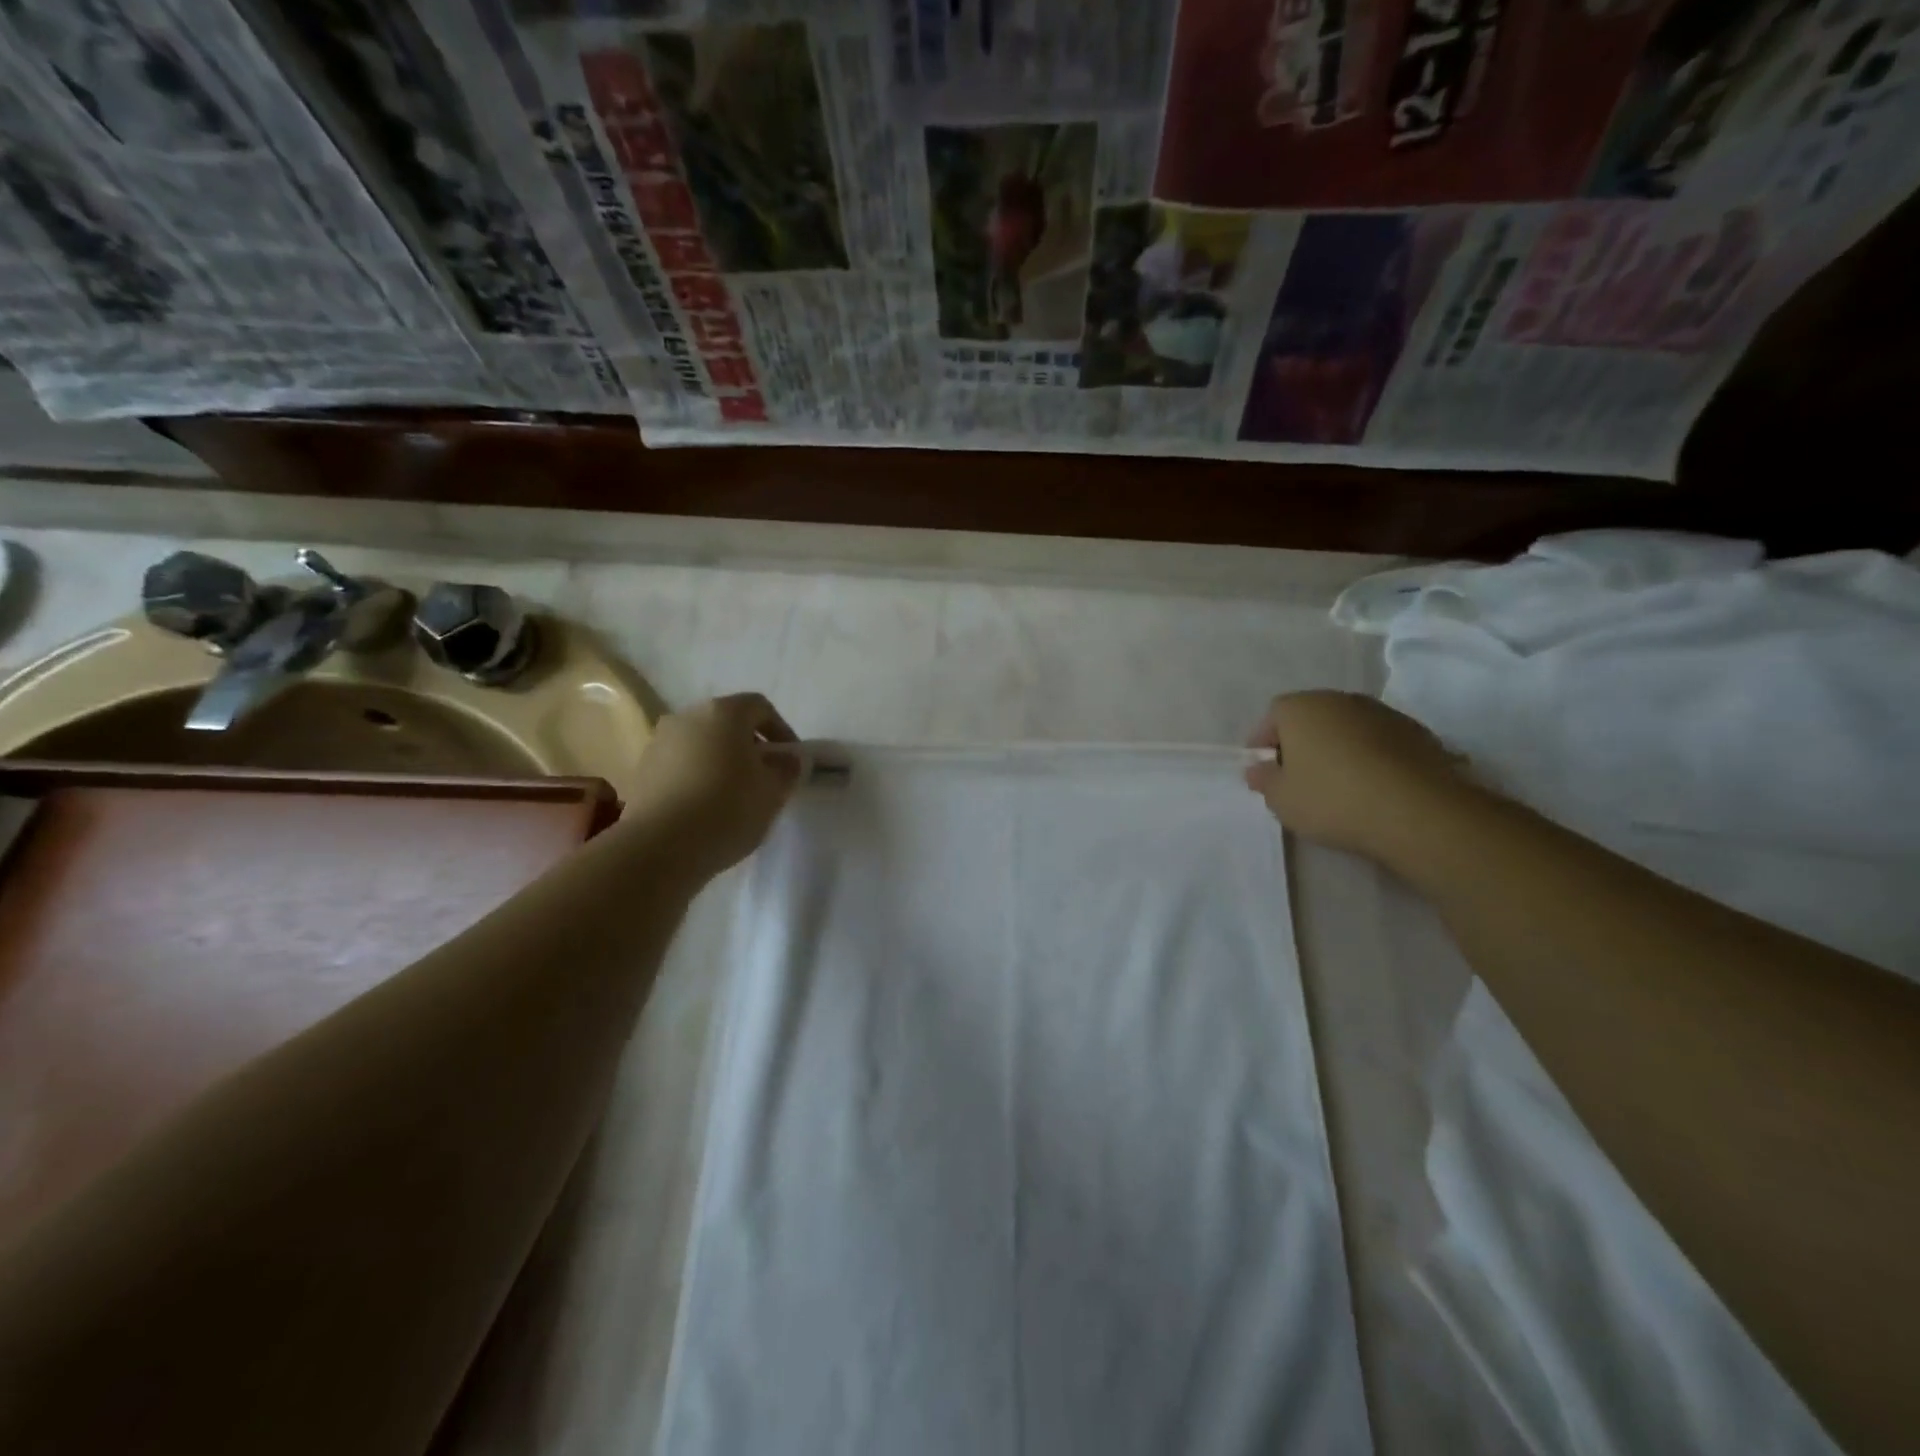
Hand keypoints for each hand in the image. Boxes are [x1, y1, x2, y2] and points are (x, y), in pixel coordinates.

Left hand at [625, 693, 803, 880]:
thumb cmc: (727, 809)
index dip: (782, 730)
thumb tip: (787, 759)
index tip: (791, 760)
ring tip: (733, 798)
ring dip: (720, 763)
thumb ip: (787, 769)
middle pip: (727, 723)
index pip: (760, 707)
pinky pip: (679, 766)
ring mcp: (658, 743)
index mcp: (723, 712)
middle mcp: (687, 717)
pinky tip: (704, 810)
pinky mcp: (640, 772)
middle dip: (749, 746)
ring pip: (700, 745)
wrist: (658, 847)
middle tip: (764, 778)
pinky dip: (696, 779)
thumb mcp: (773, 792)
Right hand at [1244, 691, 1469, 863]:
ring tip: (1339, 785)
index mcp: (1301, 707)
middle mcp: (1340, 699)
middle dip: (1301, 743)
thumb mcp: (1281, 799)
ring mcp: (1383, 713)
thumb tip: (1260, 769)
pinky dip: (1371, 757)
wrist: (1418, 811)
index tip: (1264, 771)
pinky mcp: (1418, 733)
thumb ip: (1263, 779)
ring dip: (1338, 749)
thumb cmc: (1333, 799)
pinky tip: (1373, 787)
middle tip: (1298, 778)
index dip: (1264, 743)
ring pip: (1348, 728)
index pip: (1272, 717)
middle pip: (1311, 718)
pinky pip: (1379, 742)